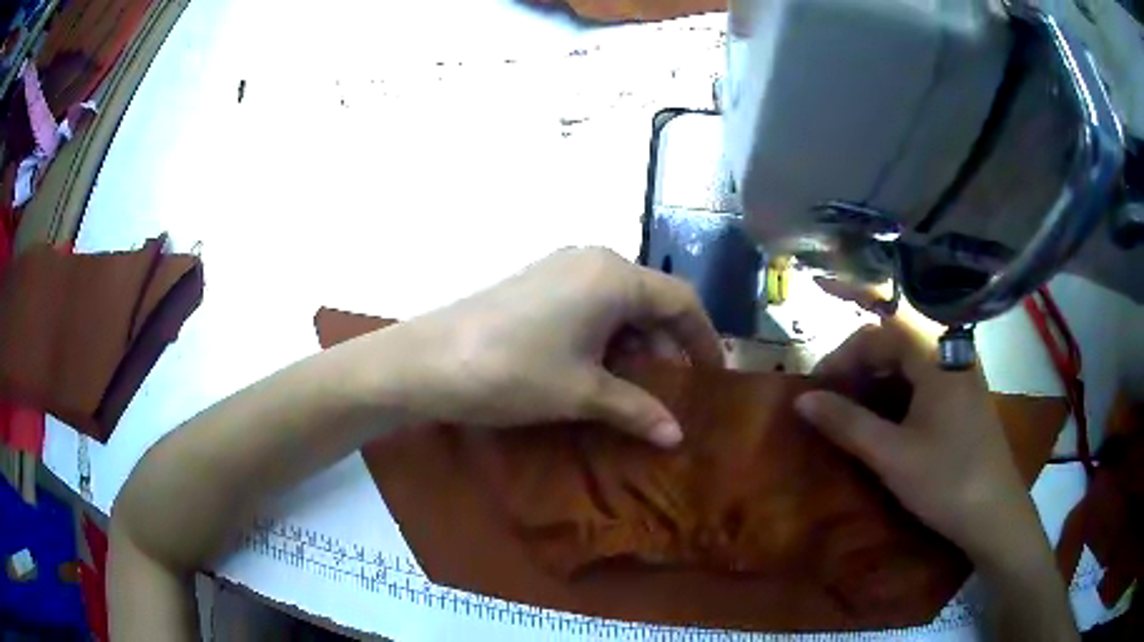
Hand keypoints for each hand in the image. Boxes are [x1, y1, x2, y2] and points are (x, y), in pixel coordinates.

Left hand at [376, 248, 720, 445]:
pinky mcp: (537, 280)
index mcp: (614, 276)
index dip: (703, 339)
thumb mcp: (582, 393)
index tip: (714, 376)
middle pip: (651, 298)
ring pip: (619, 301)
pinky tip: (596, 366)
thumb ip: (637, 409)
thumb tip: (676, 435)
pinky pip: (590, 301)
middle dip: (667, 343)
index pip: (681, 301)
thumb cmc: (514, 371)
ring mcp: (561, 266)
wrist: (427, 359)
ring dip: (634, 341)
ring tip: (634, 385)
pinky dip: (605, 333)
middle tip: (671, 388)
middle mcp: (593, 259)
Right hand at [794, 293, 1042, 563]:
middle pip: (896, 340)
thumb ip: (846, 423)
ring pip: (911, 358)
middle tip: (832, 396)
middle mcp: (951, 352)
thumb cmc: (944, 480)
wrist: (994, 513)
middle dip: (859, 363)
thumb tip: (801, 400)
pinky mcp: (965, 394)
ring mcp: (961, 372)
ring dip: (878, 376)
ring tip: (854, 406)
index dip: (843, 355)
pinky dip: (899, 389)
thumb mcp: (891, 455)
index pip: (880, 333)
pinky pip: (925, 376)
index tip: (817, 387)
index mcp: (935, 356)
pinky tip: (887, 416)